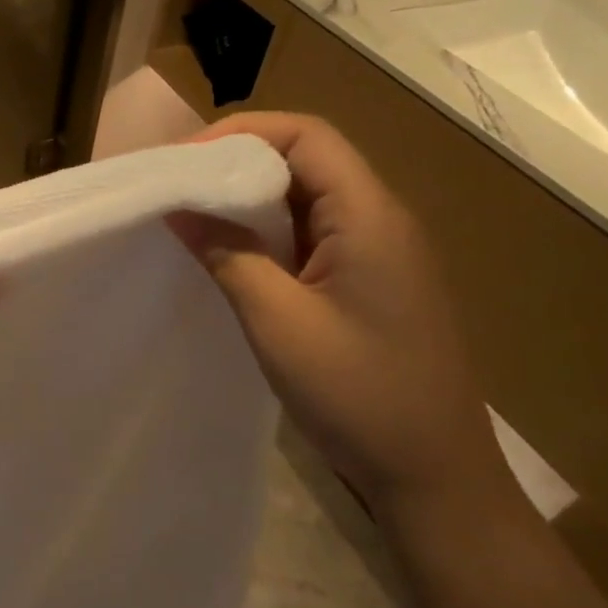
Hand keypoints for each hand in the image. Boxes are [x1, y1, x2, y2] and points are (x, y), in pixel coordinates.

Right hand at [168, 113, 502, 507]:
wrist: (432, 474)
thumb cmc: (358, 394)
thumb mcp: (278, 321)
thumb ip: (227, 255)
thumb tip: (178, 207)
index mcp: (370, 216)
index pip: (306, 136)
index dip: (240, 133)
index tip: (181, 162)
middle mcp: (380, 220)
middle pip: (305, 159)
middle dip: (236, 162)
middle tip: (176, 187)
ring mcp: (377, 253)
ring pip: (305, 198)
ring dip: (247, 199)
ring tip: (190, 215)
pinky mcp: (366, 282)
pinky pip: (310, 234)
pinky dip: (264, 232)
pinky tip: (229, 255)